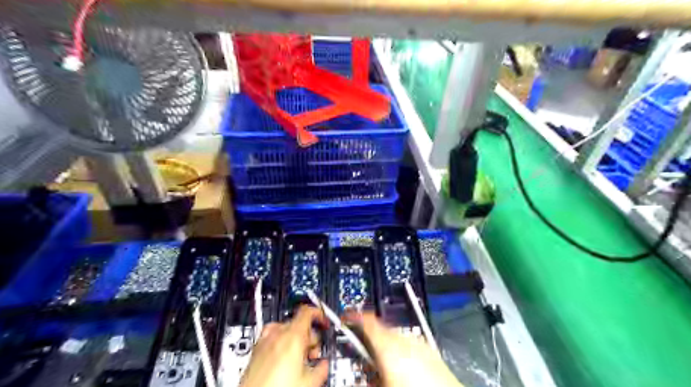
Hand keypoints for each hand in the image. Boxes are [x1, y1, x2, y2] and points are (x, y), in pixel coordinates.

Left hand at [241, 306, 328, 386]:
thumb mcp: (309, 382)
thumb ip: (321, 367)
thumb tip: (323, 364)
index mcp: (292, 336)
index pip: (307, 311)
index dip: (319, 314)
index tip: (323, 322)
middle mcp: (276, 334)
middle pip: (298, 322)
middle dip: (309, 336)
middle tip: (313, 353)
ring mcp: (263, 341)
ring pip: (285, 330)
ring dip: (295, 340)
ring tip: (298, 359)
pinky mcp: (254, 351)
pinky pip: (271, 337)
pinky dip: (280, 343)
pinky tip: (283, 360)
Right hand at [346, 312, 462, 386]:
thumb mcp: (380, 385)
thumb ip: (365, 376)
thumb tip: (355, 376)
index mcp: (389, 346)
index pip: (367, 321)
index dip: (354, 316)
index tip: (345, 317)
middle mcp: (404, 339)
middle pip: (380, 328)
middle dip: (368, 337)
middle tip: (361, 351)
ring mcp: (419, 344)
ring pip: (394, 336)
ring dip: (384, 344)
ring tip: (381, 364)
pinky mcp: (430, 351)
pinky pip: (409, 343)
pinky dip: (400, 349)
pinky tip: (401, 367)